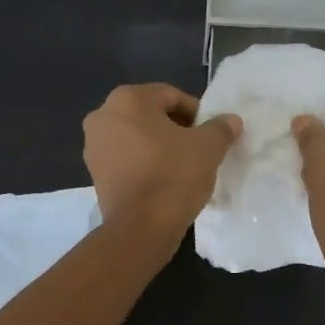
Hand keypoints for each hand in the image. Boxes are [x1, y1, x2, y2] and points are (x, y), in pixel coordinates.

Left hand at [83, 83, 241, 236]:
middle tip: (200, 148)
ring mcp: (93, 146)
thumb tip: (232, 120)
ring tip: (184, 166)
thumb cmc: (174, 176)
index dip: (197, 112)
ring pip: (137, 137)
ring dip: (160, 146)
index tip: (212, 133)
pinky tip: (164, 180)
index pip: (171, 96)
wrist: (141, 228)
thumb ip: (221, 128)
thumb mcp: (208, 147)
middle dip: (176, 128)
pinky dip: (145, 163)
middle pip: (150, 115)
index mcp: (127, 99)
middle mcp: (103, 116)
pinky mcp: (94, 174)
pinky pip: (127, 159)